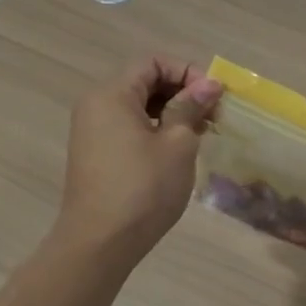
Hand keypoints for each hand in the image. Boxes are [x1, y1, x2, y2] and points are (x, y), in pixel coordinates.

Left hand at [57, 56, 221, 264]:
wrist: (100, 243)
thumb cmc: (143, 188)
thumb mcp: (177, 144)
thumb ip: (191, 107)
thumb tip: (210, 84)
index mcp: (112, 94)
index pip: (153, 62)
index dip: (187, 72)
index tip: (213, 97)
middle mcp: (96, 105)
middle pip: (144, 81)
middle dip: (182, 92)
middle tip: (213, 116)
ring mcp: (93, 131)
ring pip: (139, 106)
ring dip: (172, 112)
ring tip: (200, 134)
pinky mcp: (97, 154)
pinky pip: (130, 127)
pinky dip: (156, 129)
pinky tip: (178, 151)